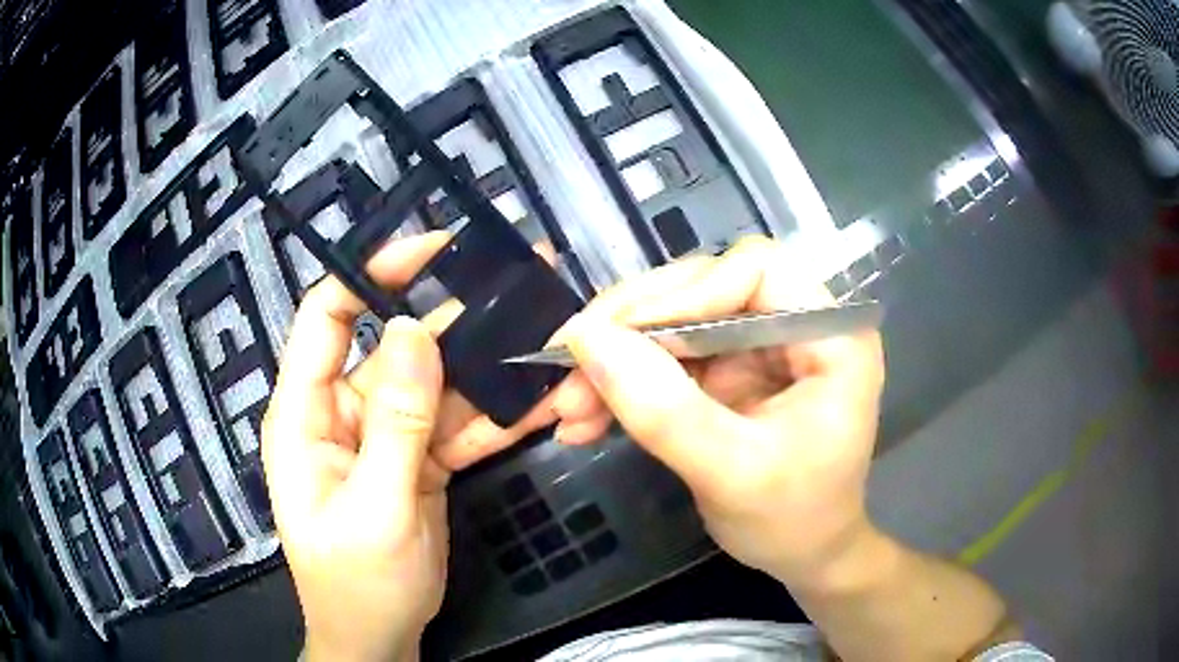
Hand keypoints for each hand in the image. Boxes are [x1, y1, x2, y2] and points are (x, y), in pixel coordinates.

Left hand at [262, 233, 549, 661]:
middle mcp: (343, 411)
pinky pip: (458, 425)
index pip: (327, 318)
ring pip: (437, 385)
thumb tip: (409, 330)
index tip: (431, 249)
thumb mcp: (374, 510)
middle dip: (454, 318)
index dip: (371, 274)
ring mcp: (386, 435)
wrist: (381, 637)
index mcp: (305, 414)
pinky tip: (539, 400)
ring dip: (487, 367)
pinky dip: (496, 415)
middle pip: (396, 345)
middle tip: (517, 287)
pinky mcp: (419, 460)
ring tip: (544, 339)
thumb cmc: (357, 582)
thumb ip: (393, 423)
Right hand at [552, 236, 885, 588]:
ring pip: (672, 322)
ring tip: (567, 410)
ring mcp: (756, 346)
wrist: (802, 554)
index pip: (755, 270)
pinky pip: (663, 358)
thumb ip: (665, 411)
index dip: (685, 293)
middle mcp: (793, 324)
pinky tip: (584, 419)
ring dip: (613, 361)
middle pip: (702, 288)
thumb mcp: (732, 474)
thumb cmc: (792, 520)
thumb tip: (585, 339)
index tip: (617, 337)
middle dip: (630, 330)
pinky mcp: (726, 371)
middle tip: (566, 370)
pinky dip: (621, 385)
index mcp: (830, 335)